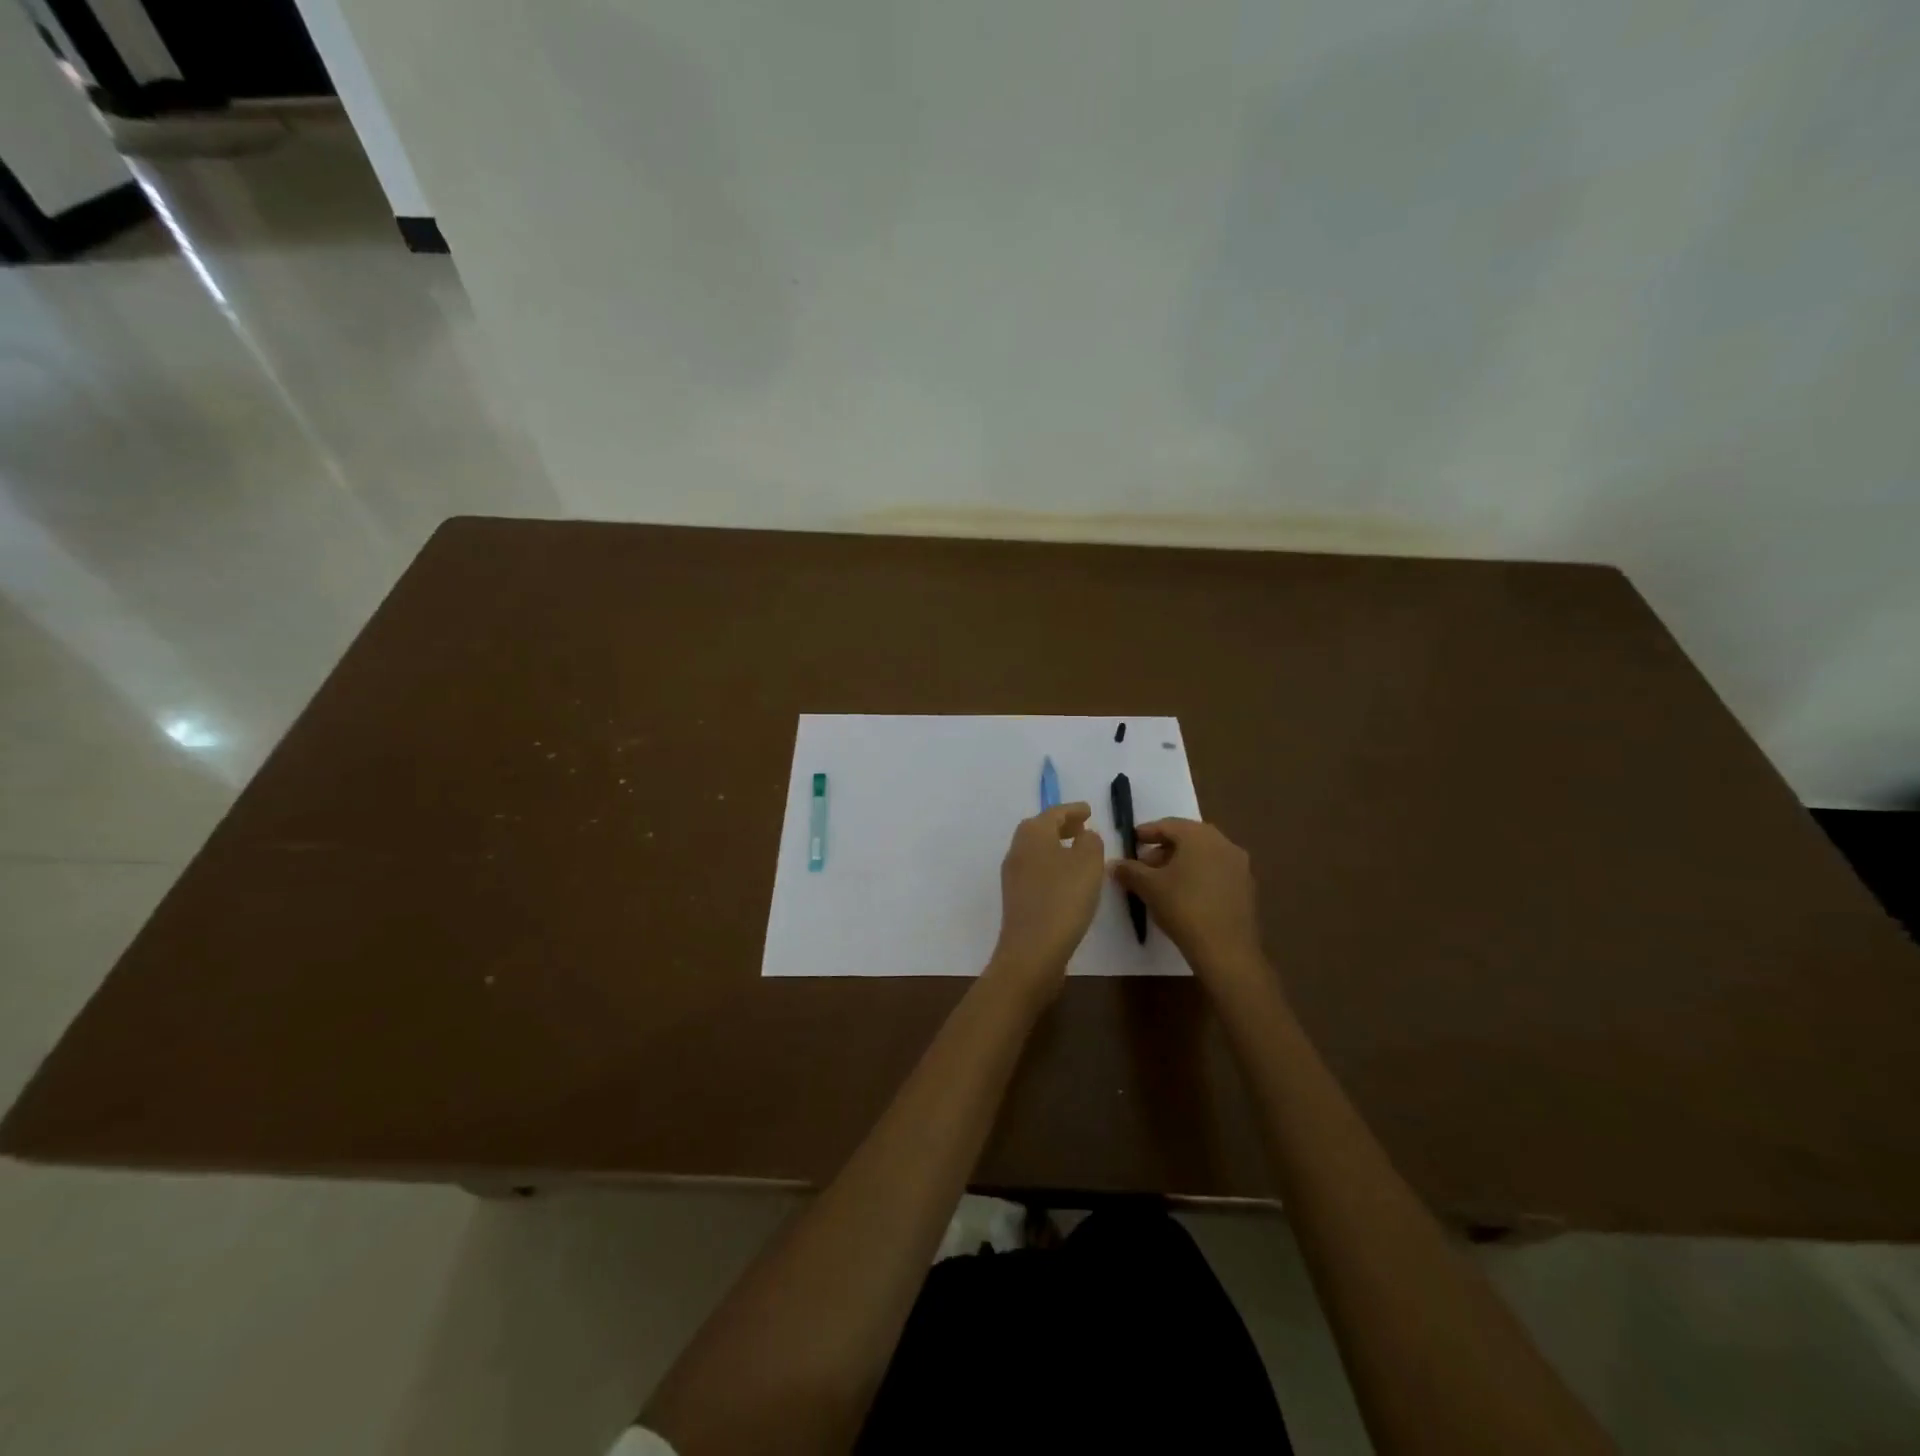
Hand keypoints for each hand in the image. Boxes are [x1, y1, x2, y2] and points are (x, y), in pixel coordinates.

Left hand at [988, 803, 1105, 998]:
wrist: (1032, 950)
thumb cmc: (1063, 899)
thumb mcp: (1088, 863)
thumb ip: (1090, 842)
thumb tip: (1084, 836)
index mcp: (1032, 834)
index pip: (1054, 813)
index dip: (1073, 810)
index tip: (1089, 810)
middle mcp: (1018, 849)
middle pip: (1040, 829)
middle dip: (1062, 826)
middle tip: (1084, 827)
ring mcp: (1014, 875)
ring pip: (1037, 850)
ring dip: (1057, 846)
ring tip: (1080, 852)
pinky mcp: (1017, 898)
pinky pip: (1037, 870)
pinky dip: (1053, 865)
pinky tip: (1069, 879)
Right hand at [1111, 819, 1265, 990]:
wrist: (1227, 950)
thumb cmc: (1183, 908)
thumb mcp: (1148, 887)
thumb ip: (1129, 870)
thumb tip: (1114, 864)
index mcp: (1199, 836)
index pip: (1168, 825)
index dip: (1146, 832)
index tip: (1131, 841)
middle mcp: (1223, 843)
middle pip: (1188, 838)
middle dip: (1164, 848)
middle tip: (1144, 863)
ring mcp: (1239, 865)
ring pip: (1204, 855)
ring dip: (1181, 862)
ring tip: (1162, 881)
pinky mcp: (1247, 887)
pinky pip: (1217, 871)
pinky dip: (1199, 875)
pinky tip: (1185, 894)